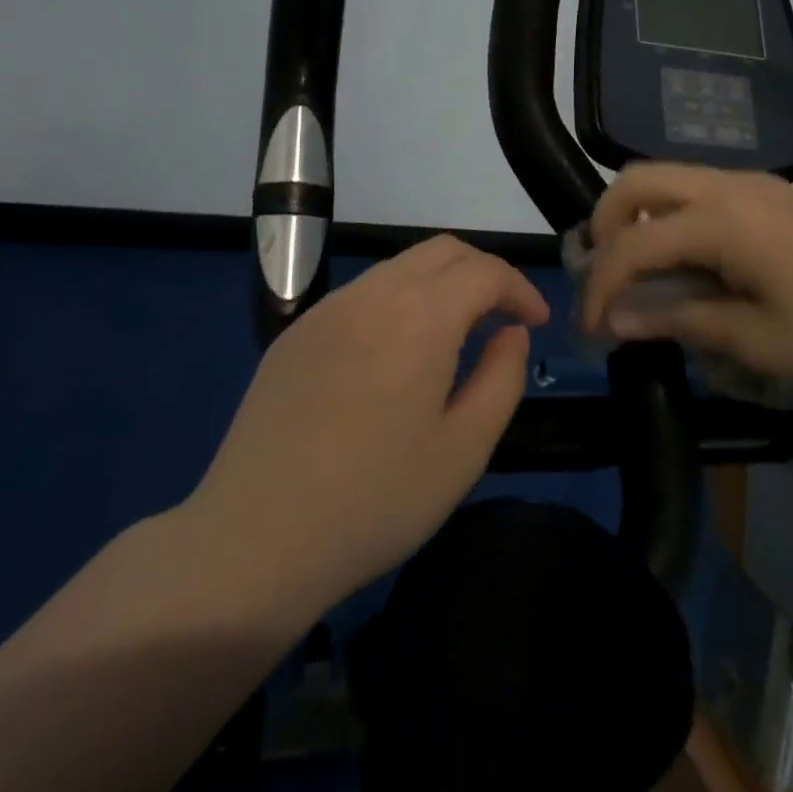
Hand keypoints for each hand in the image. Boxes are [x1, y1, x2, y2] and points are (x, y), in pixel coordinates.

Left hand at [190, 236, 549, 612]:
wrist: (255, 538)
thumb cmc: (376, 500)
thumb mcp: (464, 449)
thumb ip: (502, 377)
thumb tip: (510, 332)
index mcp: (419, 316)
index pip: (485, 271)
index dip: (520, 289)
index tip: (536, 323)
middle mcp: (372, 294)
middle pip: (443, 252)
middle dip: (484, 274)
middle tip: (502, 320)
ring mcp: (327, 310)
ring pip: (400, 267)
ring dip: (440, 285)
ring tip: (455, 336)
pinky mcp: (297, 333)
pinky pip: (363, 294)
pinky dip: (399, 302)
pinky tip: (397, 354)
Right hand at [580, 163, 792, 397]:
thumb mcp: (758, 341)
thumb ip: (680, 320)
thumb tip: (617, 321)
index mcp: (721, 219)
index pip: (633, 245)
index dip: (601, 288)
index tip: (591, 330)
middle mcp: (730, 185)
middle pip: (637, 180)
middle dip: (605, 226)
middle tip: (605, 277)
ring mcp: (755, 183)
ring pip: (669, 177)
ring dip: (639, 217)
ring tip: (639, 271)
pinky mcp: (774, 194)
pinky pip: (701, 189)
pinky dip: (673, 216)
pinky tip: (690, 260)